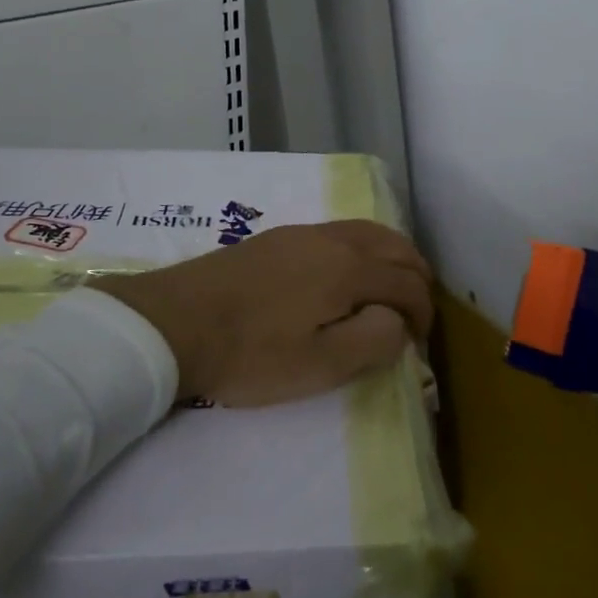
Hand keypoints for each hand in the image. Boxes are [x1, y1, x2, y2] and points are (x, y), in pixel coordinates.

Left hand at [93, 221, 433, 406]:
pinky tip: (346, 275)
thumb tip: (397, 321)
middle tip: (415, 313)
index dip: (424, 312)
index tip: (420, 343)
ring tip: (389, 290)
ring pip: (368, 232)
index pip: (407, 283)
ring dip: (391, 258)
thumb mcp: (319, 366)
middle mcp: (334, 239)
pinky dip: (363, 249)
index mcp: (349, 268)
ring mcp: (304, 232)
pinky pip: (341, 232)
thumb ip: (372, 341)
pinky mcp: (279, 237)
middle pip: (395, 246)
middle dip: (415, 278)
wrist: (173, 322)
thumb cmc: (250, 353)